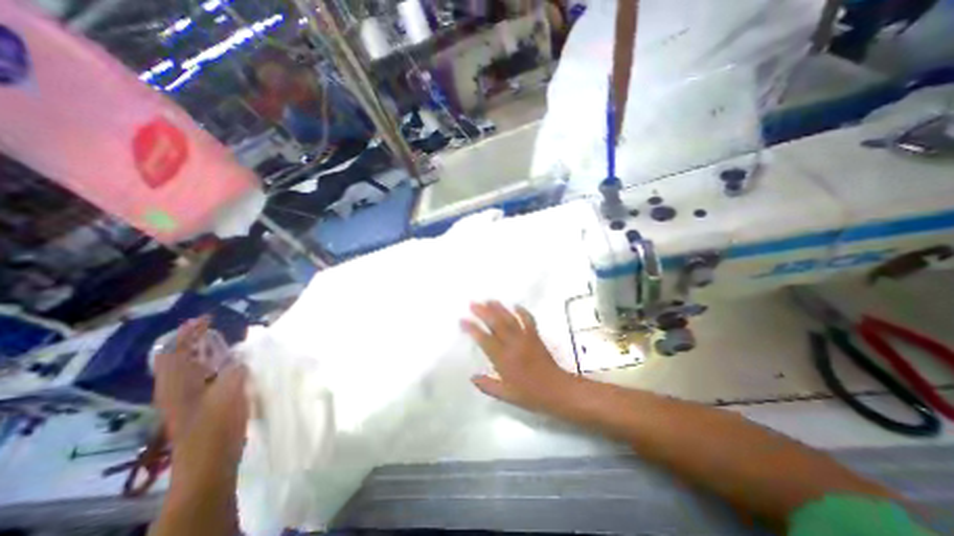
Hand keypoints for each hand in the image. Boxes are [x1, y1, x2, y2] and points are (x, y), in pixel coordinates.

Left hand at [156, 318, 246, 473]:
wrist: (209, 461)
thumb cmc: (217, 426)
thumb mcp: (230, 393)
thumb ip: (236, 369)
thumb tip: (240, 356)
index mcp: (177, 384)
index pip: (175, 350)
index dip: (189, 332)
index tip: (208, 318)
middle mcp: (175, 388)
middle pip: (175, 358)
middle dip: (191, 340)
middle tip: (212, 327)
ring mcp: (183, 398)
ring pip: (186, 367)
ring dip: (200, 351)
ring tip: (220, 341)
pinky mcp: (195, 405)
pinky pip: (198, 376)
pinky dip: (208, 364)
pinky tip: (227, 364)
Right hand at [462, 301, 571, 410]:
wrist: (557, 390)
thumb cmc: (530, 395)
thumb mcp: (506, 395)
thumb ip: (488, 386)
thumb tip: (472, 377)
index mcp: (503, 360)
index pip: (484, 340)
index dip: (472, 329)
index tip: (462, 320)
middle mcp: (513, 345)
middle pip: (496, 324)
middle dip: (483, 312)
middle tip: (473, 303)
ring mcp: (525, 338)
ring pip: (510, 319)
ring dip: (499, 308)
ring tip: (489, 300)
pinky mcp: (535, 336)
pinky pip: (528, 320)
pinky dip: (522, 311)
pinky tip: (515, 305)